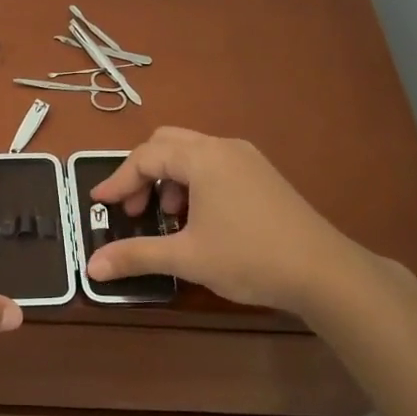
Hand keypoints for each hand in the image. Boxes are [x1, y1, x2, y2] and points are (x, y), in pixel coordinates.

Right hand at [86, 127, 352, 314]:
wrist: (324, 272)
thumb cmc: (249, 258)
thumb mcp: (186, 257)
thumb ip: (136, 256)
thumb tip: (92, 266)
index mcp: (203, 158)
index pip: (146, 156)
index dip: (118, 180)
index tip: (100, 204)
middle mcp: (225, 147)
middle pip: (168, 143)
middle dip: (143, 173)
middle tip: (135, 209)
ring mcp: (248, 160)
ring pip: (193, 153)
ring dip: (169, 178)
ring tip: (168, 218)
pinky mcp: (263, 176)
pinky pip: (215, 165)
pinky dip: (193, 183)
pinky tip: (199, 220)